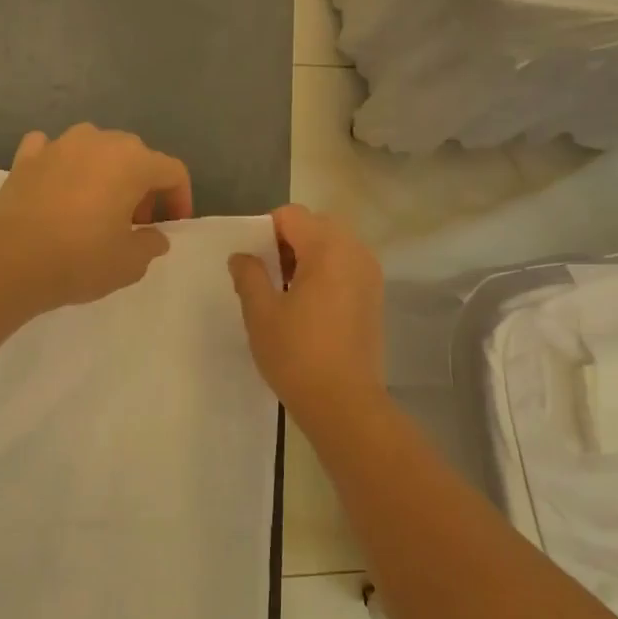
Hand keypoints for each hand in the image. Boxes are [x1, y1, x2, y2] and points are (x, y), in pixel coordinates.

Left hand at [0, 124, 193, 312]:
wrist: (9, 261)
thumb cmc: (80, 259)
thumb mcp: (130, 263)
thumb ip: (151, 244)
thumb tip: (154, 236)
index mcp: (133, 162)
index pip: (172, 171)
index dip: (180, 198)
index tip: (171, 225)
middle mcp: (99, 142)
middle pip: (136, 155)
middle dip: (143, 185)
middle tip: (135, 221)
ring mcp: (59, 145)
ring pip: (95, 147)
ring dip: (105, 170)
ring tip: (98, 205)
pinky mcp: (25, 157)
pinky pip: (53, 149)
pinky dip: (62, 163)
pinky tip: (58, 185)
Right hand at [228, 204, 383, 421]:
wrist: (345, 403)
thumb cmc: (297, 355)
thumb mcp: (260, 313)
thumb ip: (249, 275)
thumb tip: (242, 256)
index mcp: (327, 248)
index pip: (291, 215)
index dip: (265, 231)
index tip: (253, 263)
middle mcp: (355, 251)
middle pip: (316, 225)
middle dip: (288, 241)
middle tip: (269, 276)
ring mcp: (370, 273)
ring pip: (333, 245)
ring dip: (308, 256)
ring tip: (288, 293)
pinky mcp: (375, 296)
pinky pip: (347, 266)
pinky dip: (326, 272)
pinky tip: (310, 307)